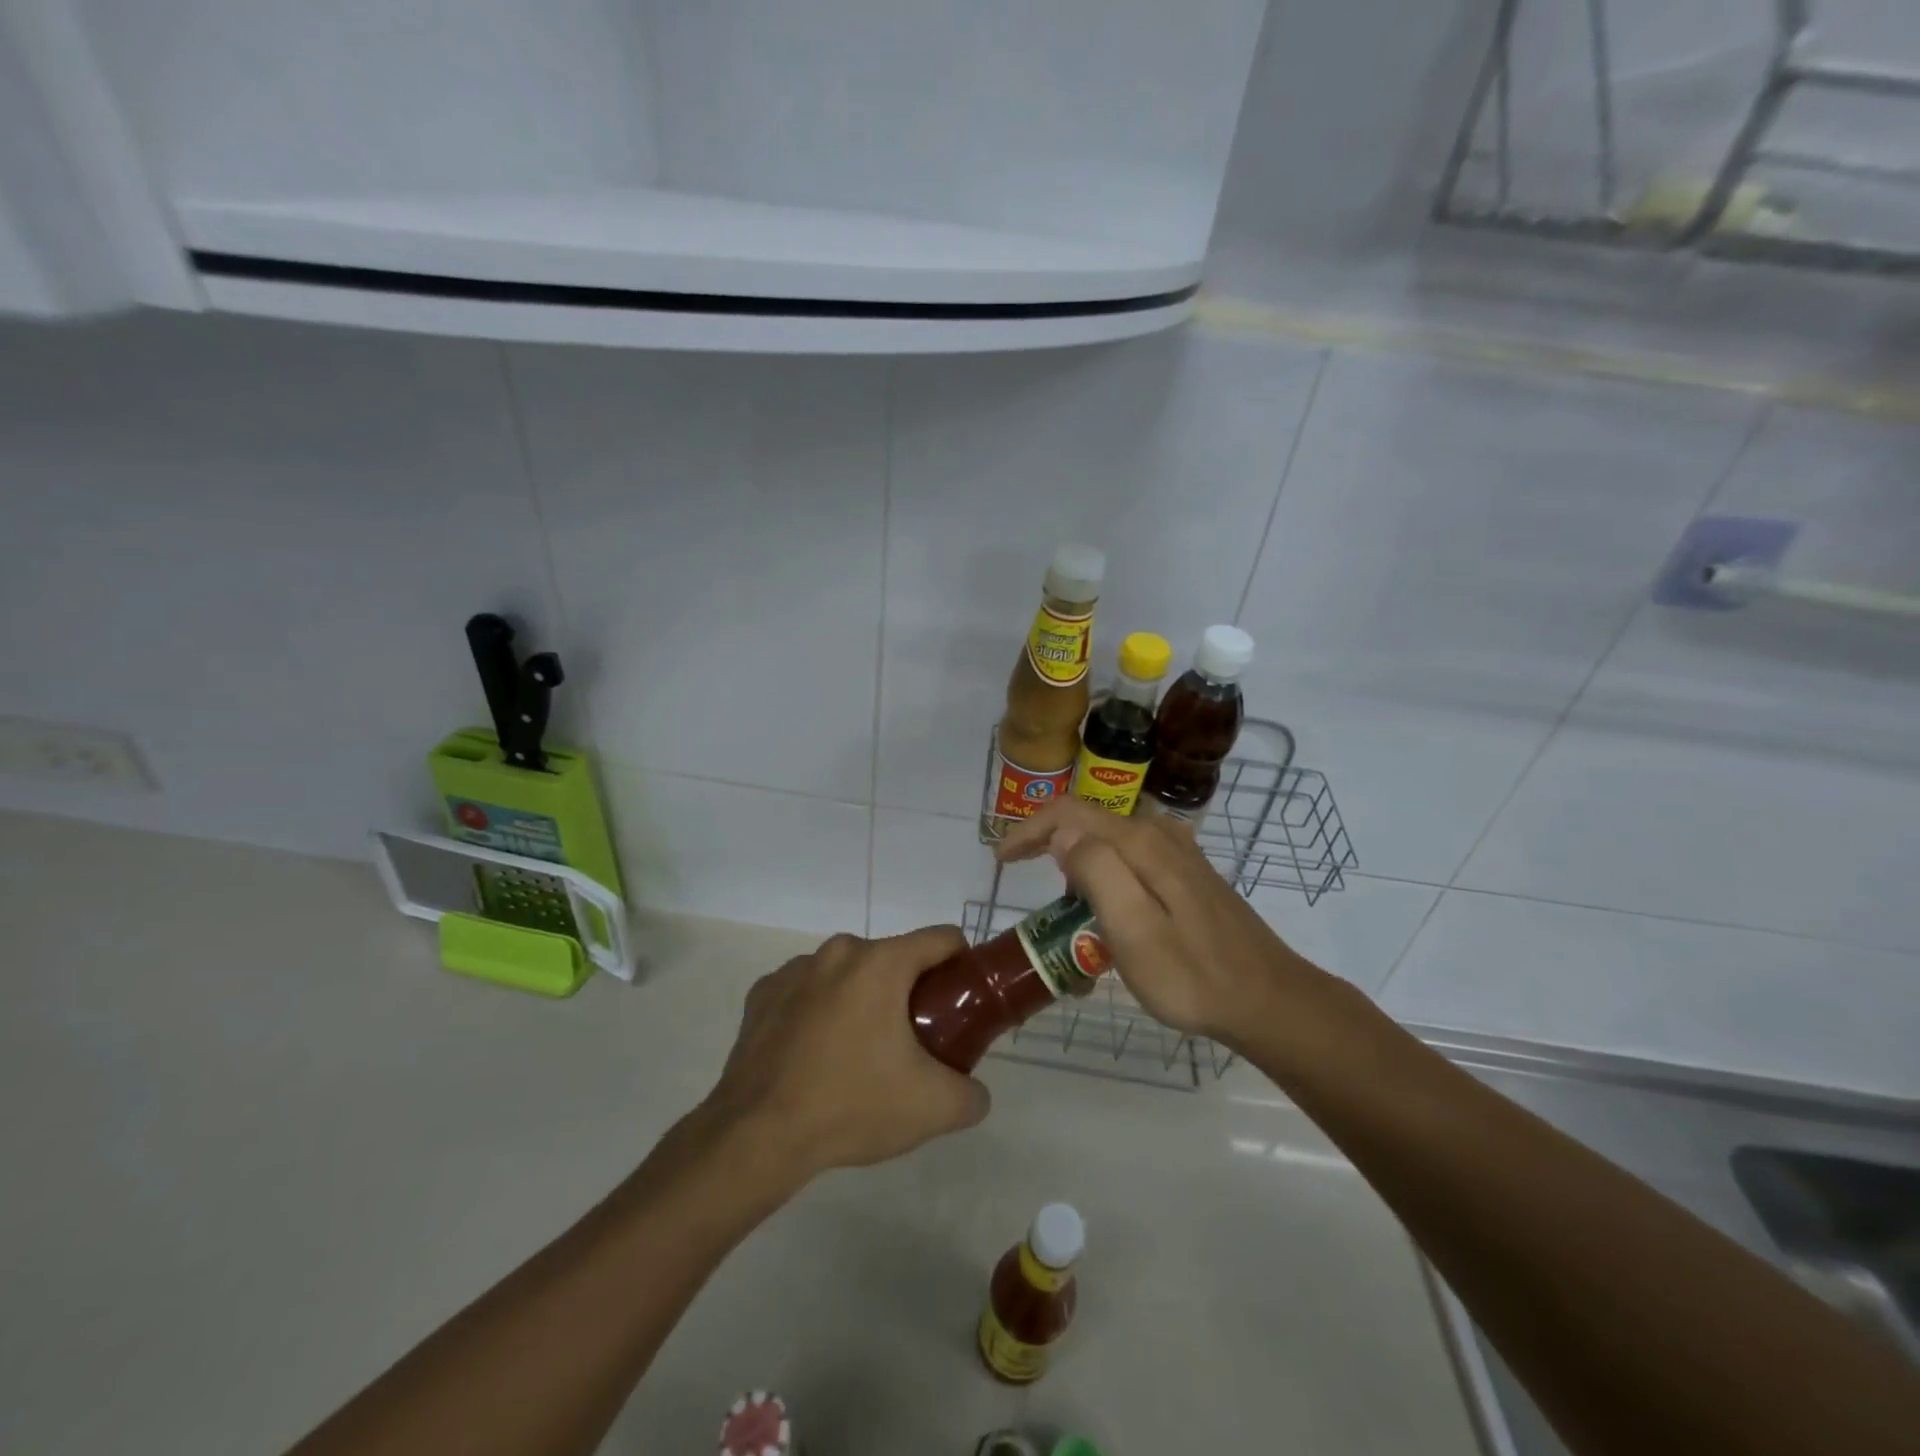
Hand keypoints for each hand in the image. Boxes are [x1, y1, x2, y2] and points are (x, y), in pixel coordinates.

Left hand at [702, 927, 990, 1181]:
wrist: (756, 1137)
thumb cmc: (851, 1106)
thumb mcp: (932, 1108)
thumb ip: (972, 1094)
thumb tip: (974, 1091)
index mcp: (882, 962)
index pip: (942, 939)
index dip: (961, 967)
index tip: (961, 1003)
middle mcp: (839, 951)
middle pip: (894, 959)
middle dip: (909, 993)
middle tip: (911, 1044)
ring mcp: (795, 969)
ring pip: (848, 973)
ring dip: (862, 1000)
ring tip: (858, 1056)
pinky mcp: (763, 992)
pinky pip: (808, 991)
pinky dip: (819, 1011)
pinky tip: (814, 1055)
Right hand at [998, 798, 1319, 1044]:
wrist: (1268, 1000)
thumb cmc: (1193, 976)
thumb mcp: (1133, 930)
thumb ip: (1096, 872)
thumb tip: (1063, 835)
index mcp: (1141, 843)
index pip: (1069, 812)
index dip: (1028, 829)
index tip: (1002, 860)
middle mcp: (1159, 835)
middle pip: (1088, 823)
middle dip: (1050, 847)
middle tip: (1029, 889)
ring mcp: (1178, 853)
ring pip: (1110, 844)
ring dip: (1079, 868)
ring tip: (1070, 917)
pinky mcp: (1188, 875)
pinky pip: (1132, 862)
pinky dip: (1107, 879)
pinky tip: (1110, 918)